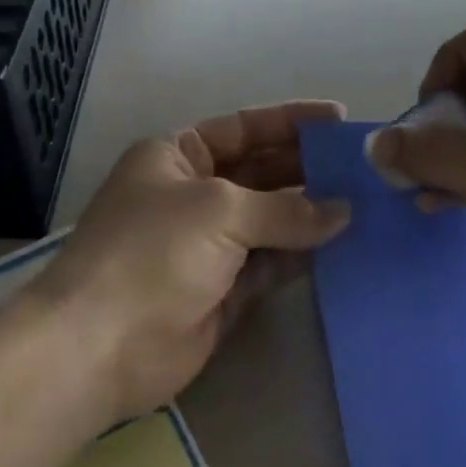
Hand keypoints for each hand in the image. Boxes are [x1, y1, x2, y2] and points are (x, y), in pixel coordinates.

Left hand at [38, 101, 352, 422]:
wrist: (100, 346)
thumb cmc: (153, 252)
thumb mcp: (220, 211)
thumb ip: (284, 209)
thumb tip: (342, 211)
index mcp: (177, 156)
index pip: (243, 127)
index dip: (290, 121)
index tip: (339, 120)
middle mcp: (193, 194)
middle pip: (260, 172)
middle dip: (307, 169)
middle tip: (362, 169)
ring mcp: (207, 245)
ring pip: (269, 221)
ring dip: (311, 215)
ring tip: (365, 205)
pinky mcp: (222, 291)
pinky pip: (270, 265)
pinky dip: (301, 257)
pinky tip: (341, 248)